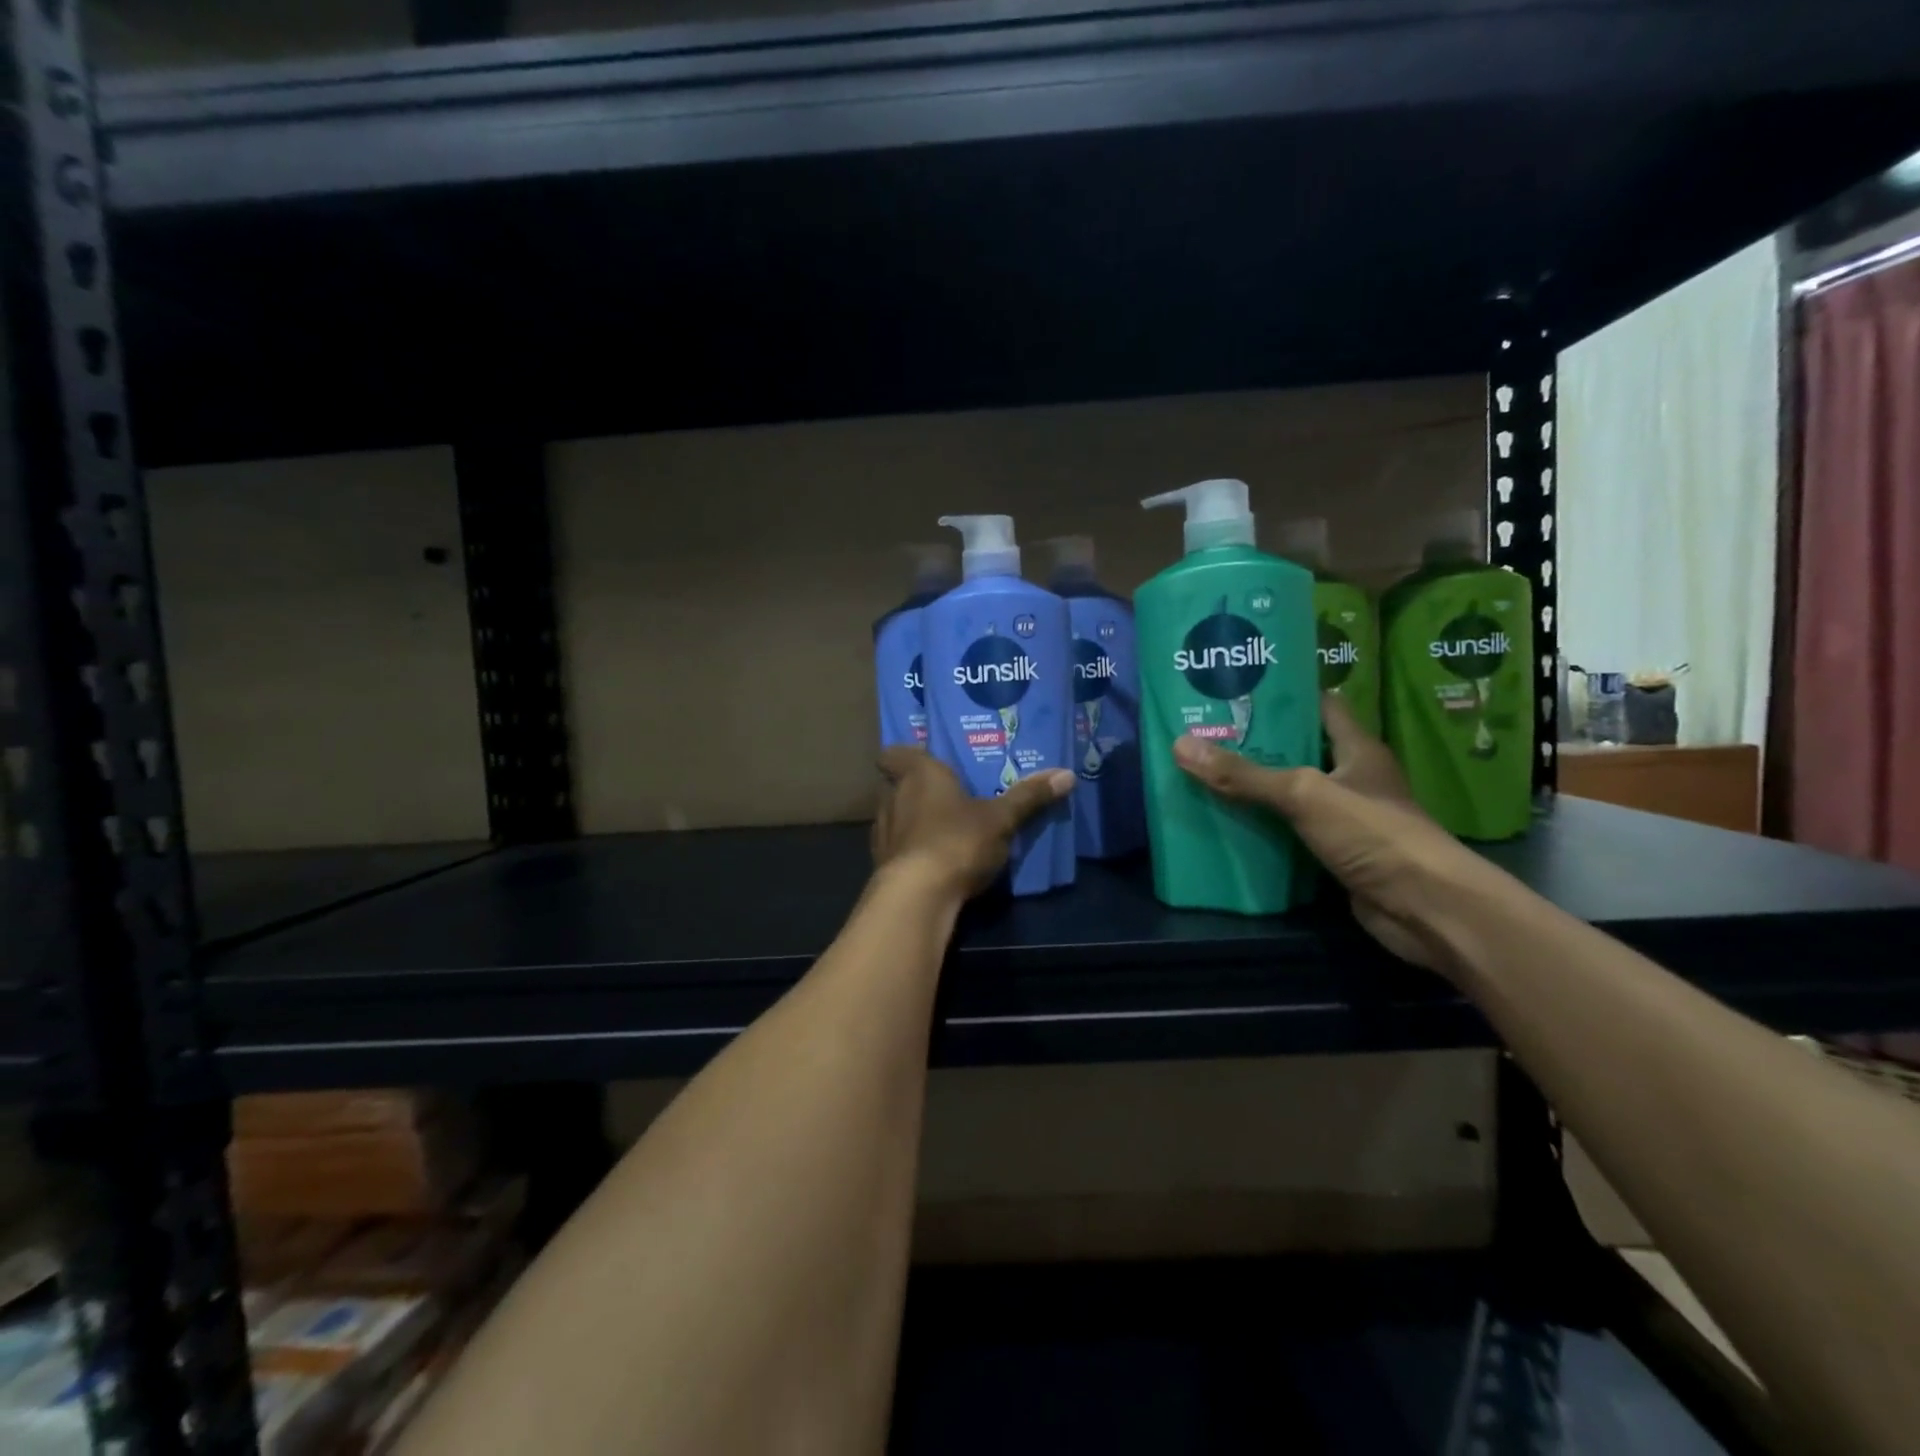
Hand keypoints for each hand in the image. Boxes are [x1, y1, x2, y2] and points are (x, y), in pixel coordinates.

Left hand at [872, 747, 1074, 898]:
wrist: (918, 896)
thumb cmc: (958, 840)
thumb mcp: (1001, 819)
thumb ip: (1029, 796)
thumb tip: (1067, 774)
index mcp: (917, 774)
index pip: (893, 754)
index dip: (903, 756)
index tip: (923, 762)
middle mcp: (892, 797)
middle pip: (896, 786)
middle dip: (917, 791)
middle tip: (947, 797)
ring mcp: (882, 833)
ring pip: (895, 818)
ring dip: (913, 823)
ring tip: (943, 831)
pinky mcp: (881, 866)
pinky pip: (897, 850)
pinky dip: (912, 852)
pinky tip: (933, 864)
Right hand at [1172, 694, 1500, 974]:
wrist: (1424, 909)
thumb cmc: (1373, 833)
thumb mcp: (1303, 794)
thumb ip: (1245, 774)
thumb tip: (1180, 744)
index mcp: (1356, 749)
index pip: (1320, 706)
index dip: (1283, 695)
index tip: (1237, 690)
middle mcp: (1352, 778)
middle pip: (1299, 751)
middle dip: (1255, 743)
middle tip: (1204, 734)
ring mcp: (1345, 818)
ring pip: (1291, 794)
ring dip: (1255, 789)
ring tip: (1204, 773)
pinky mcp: (1335, 853)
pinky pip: (1290, 832)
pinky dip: (1263, 829)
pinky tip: (1226, 824)